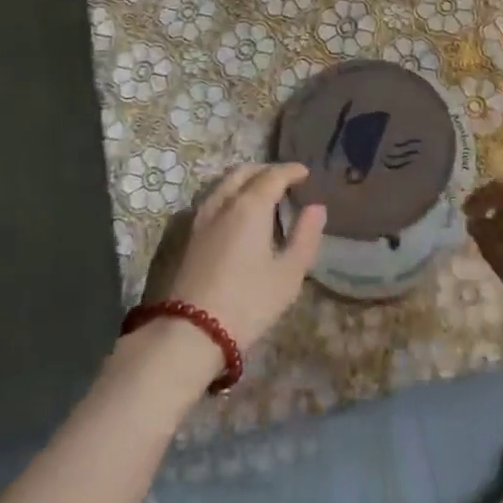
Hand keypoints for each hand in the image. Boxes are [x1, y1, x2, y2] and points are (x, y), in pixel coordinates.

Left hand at [157, 164, 325, 351]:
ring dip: (244, 180)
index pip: (273, 175)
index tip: (305, 173)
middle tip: (284, 181)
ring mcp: (200, 216)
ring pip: (223, 183)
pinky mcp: (186, 234)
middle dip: (267, 170)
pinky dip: (228, 194)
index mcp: (250, 206)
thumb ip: (306, 236)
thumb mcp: (289, 274)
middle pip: (244, 171)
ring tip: (260, 194)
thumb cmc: (248, 302)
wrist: (190, 332)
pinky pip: (211, 198)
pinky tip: (234, 213)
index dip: (291, 171)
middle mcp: (223, 202)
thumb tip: (316, 208)